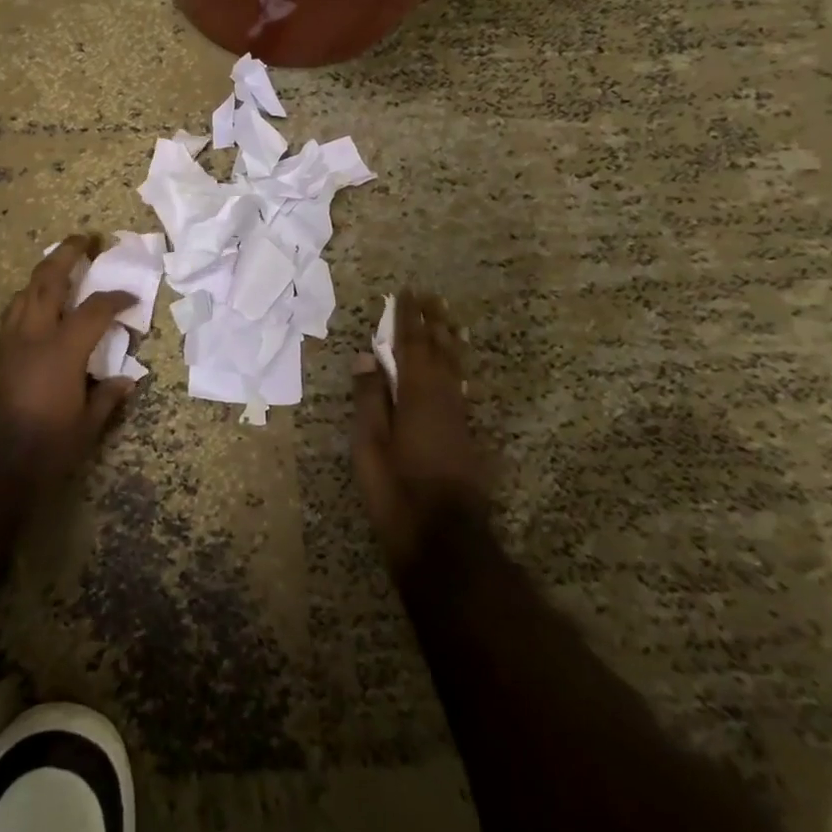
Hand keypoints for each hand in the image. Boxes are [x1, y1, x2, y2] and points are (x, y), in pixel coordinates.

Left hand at [0, 235, 138, 492]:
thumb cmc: (42, 451)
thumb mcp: (85, 430)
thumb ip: (107, 399)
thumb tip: (127, 381)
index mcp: (62, 351)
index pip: (95, 310)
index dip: (116, 298)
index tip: (131, 297)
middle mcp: (31, 336)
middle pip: (48, 281)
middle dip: (67, 254)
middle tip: (83, 239)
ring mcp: (5, 345)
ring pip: (23, 295)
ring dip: (42, 276)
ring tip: (57, 269)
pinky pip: (11, 319)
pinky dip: (27, 306)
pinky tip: (34, 316)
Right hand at [351, 289, 489, 572]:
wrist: (444, 538)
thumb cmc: (396, 491)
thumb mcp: (369, 445)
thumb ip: (370, 399)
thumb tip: (365, 357)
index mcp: (416, 395)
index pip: (410, 345)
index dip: (407, 318)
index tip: (405, 293)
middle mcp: (442, 398)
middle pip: (438, 350)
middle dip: (432, 321)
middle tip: (430, 295)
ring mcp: (458, 417)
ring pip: (455, 367)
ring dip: (448, 339)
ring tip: (448, 318)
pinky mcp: (466, 435)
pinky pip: (461, 386)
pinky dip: (457, 366)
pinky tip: (458, 366)